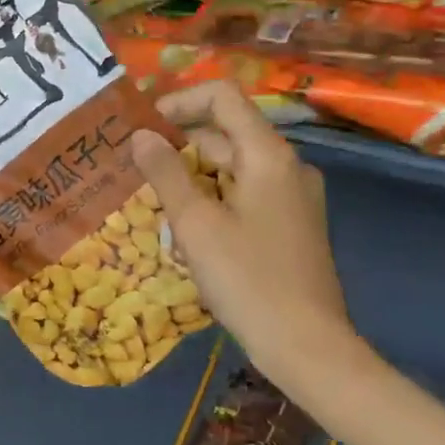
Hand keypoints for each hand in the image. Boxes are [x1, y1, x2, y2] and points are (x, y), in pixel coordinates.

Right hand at [130, 81, 365, 392]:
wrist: (308, 347)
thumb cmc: (248, 280)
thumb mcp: (196, 224)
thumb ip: (165, 173)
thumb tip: (140, 135)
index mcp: (268, 155)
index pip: (222, 97)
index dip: (180, 102)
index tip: (144, 126)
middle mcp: (287, 165)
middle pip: (227, 130)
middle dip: (180, 141)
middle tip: (135, 163)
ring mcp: (294, 195)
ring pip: (235, 164)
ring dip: (194, 171)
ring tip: (153, 194)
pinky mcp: (292, 222)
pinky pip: (247, 190)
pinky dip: (215, 194)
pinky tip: (187, 222)